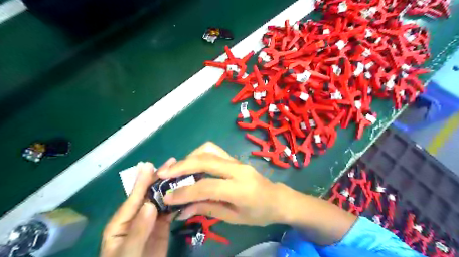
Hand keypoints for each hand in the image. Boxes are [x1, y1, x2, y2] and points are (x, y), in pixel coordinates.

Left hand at [101, 158, 175, 256]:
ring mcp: (151, 221)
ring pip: (162, 200)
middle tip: (172, 163)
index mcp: (121, 222)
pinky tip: (186, 192)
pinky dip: (178, 201)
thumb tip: (149, 204)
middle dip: (160, 179)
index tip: (150, 164)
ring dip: (171, 187)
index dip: (142, 181)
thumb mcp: (129, 254)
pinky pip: (170, 211)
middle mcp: (137, 217)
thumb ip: (138, 230)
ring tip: (182, 173)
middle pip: (149, 194)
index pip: (133, 198)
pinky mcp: (162, 226)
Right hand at [157, 143, 284, 226]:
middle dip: (181, 166)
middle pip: (205, 160)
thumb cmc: (259, 213)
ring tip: (176, 170)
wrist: (278, 198)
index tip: (167, 198)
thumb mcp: (234, 217)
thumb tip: (182, 210)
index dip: (185, 192)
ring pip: (209, 150)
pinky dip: (199, 155)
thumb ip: (208, 209)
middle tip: (163, 174)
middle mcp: (238, 170)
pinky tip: (192, 165)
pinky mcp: (235, 158)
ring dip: (189, 157)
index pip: (207, 187)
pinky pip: (214, 150)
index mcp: (240, 189)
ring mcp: (237, 161)